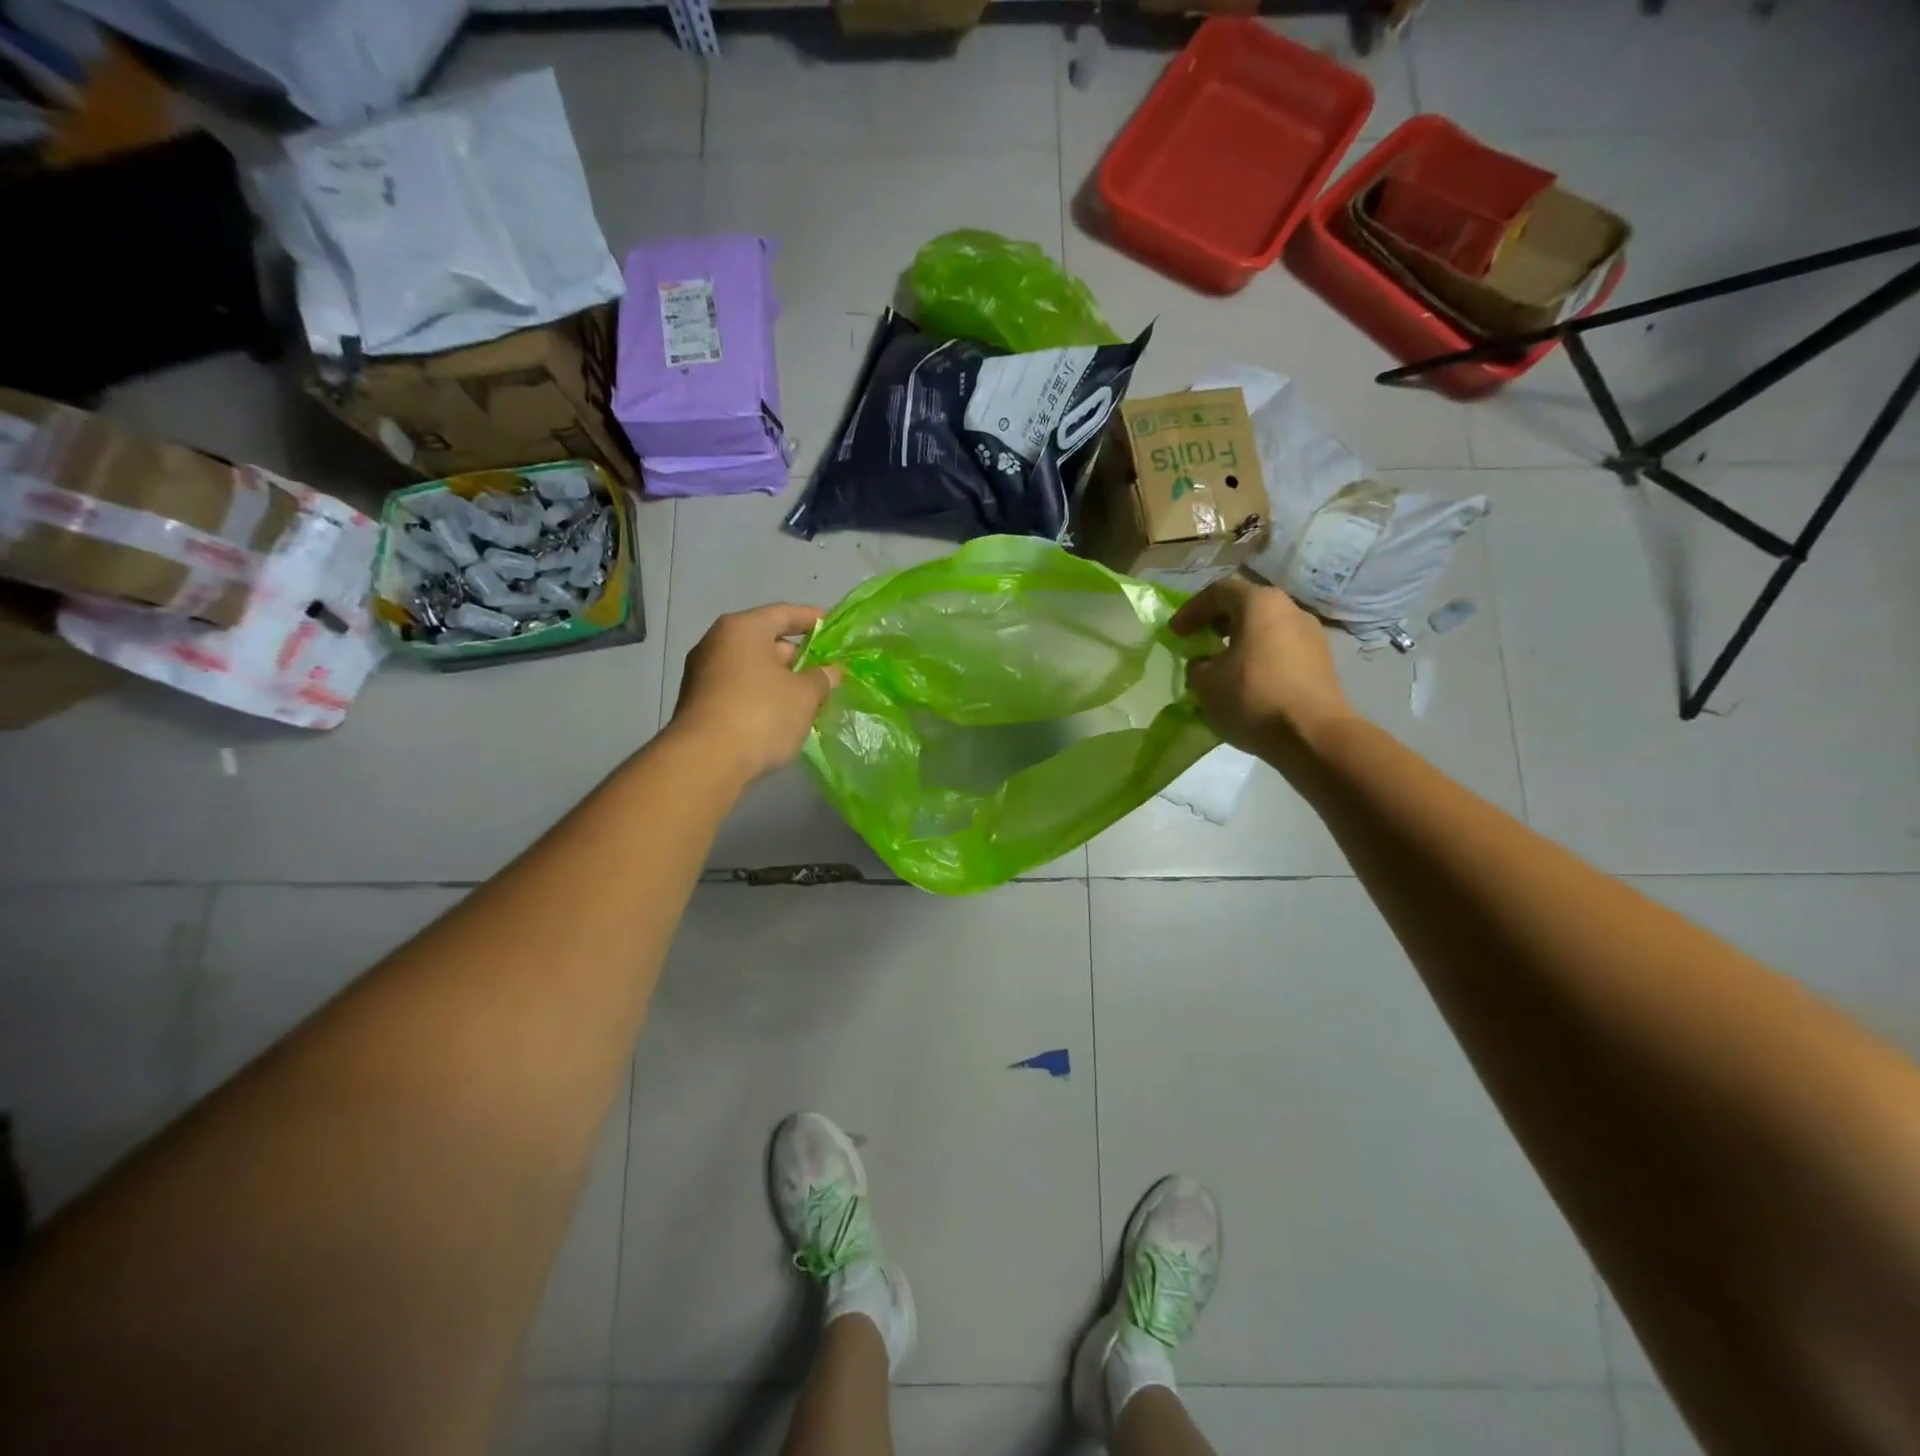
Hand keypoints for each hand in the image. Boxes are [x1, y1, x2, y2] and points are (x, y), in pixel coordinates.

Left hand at [669, 603, 842, 783]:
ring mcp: (702, 675)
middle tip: (824, 672)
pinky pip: (739, 691)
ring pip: (751, 670)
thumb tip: (830, 672)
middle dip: (796, 657)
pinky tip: (780, 717)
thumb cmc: (761, 713)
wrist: (706, 761)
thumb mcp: (804, 695)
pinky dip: (761, 698)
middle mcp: (716, 644)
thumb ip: (821, 679)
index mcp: (742, 629)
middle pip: (765, 642)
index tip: (831, 625)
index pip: (783, 614)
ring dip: (778, 681)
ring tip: (807, 698)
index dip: (810, 618)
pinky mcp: (698, 704)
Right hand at [1170, 576, 1355, 763]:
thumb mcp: (1205, 683)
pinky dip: (1260, 657)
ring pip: (1266, 628)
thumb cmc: (1252, 698)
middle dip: (1217, 622)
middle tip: (1197, 642)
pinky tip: (1248, 682)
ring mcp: (1311, 635)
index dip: (1191, 610)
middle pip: (1247, 606)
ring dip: (1240, 641)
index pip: (1218, 591)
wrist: (1313, 735)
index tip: (1175, 632)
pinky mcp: (1322, 661)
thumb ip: (1196, 665)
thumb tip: (1205, 663)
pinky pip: (1282, 649)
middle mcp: (1290, 609)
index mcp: (1259, 604)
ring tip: (1221, 665)